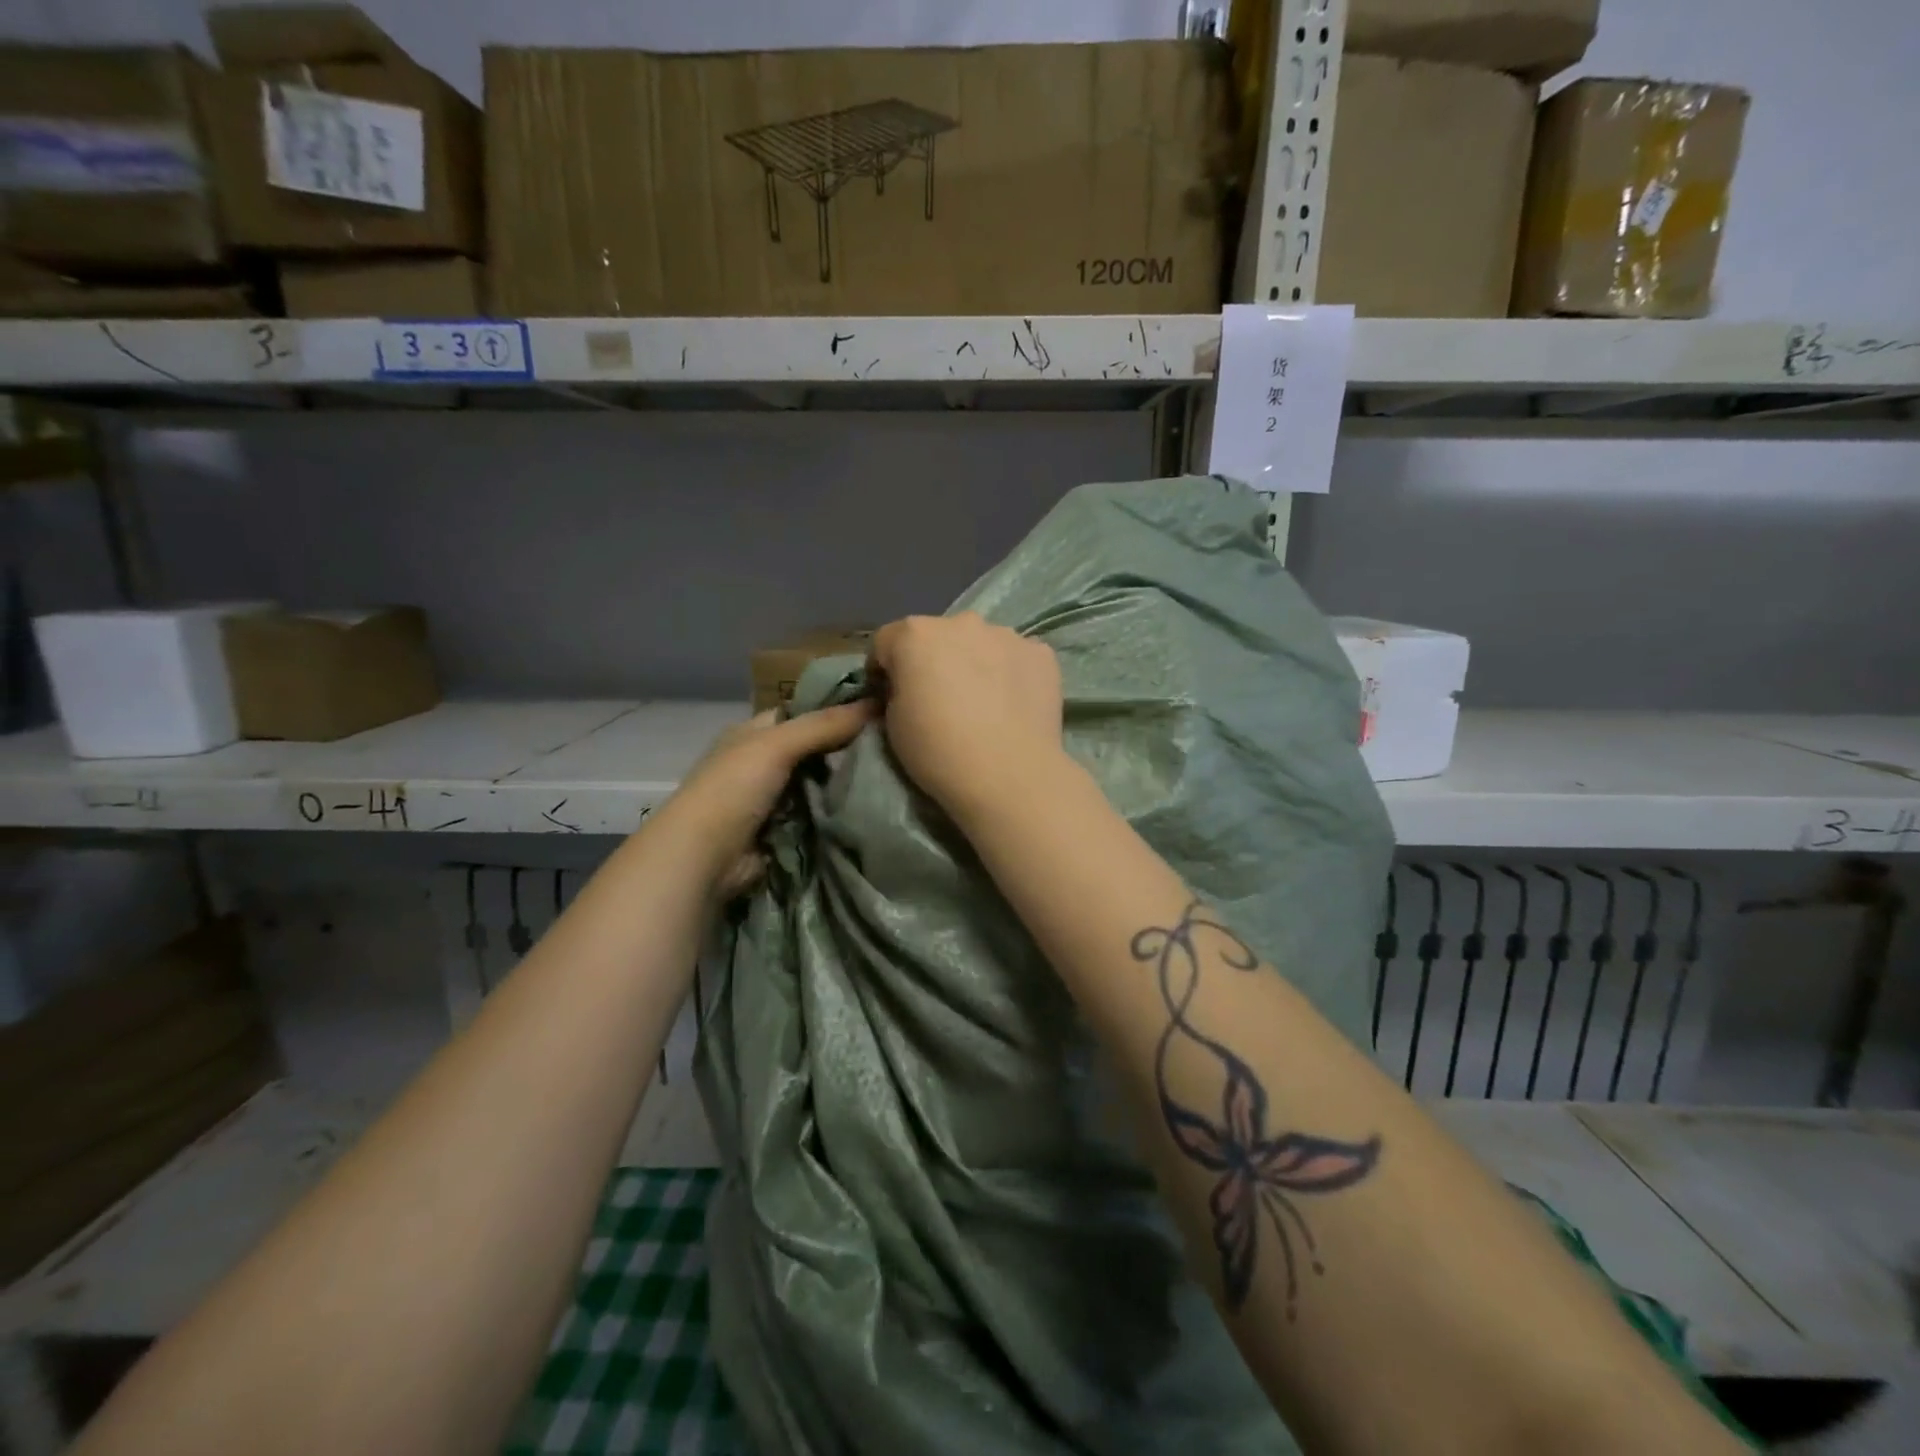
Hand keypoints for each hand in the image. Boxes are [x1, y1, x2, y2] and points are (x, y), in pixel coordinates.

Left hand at [659, 702, 873, 897]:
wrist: (703, 858)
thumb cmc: (733, 788)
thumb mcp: (777, 744)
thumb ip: (824, 724)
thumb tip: (877, 702)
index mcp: (753, 733)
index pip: (802, 712)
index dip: (836, 708)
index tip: (880, 707)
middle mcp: (761, 763)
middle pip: (814, 749)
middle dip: (847, 748)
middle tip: (893, 744)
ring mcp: (772, 800)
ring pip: (819, 784)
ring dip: (845, 784)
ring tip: (892, 774)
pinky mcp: (783, 832)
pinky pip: (818, 815)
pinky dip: (837, 813)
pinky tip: (870, 807)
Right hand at [870, 613, 1064, 825]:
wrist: (1008, 775)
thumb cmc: (938, 751)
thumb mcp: (893, 726)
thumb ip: (895, 694)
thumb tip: (904, 691)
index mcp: (915, 634)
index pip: (886, 641)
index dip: (884, 669)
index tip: (889, 696)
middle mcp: (961, 622)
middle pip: (937, 637)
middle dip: (933, 661)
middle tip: (940, 700)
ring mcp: (1006, 635)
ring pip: (981, 643)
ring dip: (975, 663)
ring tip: (983, 704)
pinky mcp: (1041, 654)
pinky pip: (1016, 658)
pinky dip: (1010, 673)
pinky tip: (1013, 705)